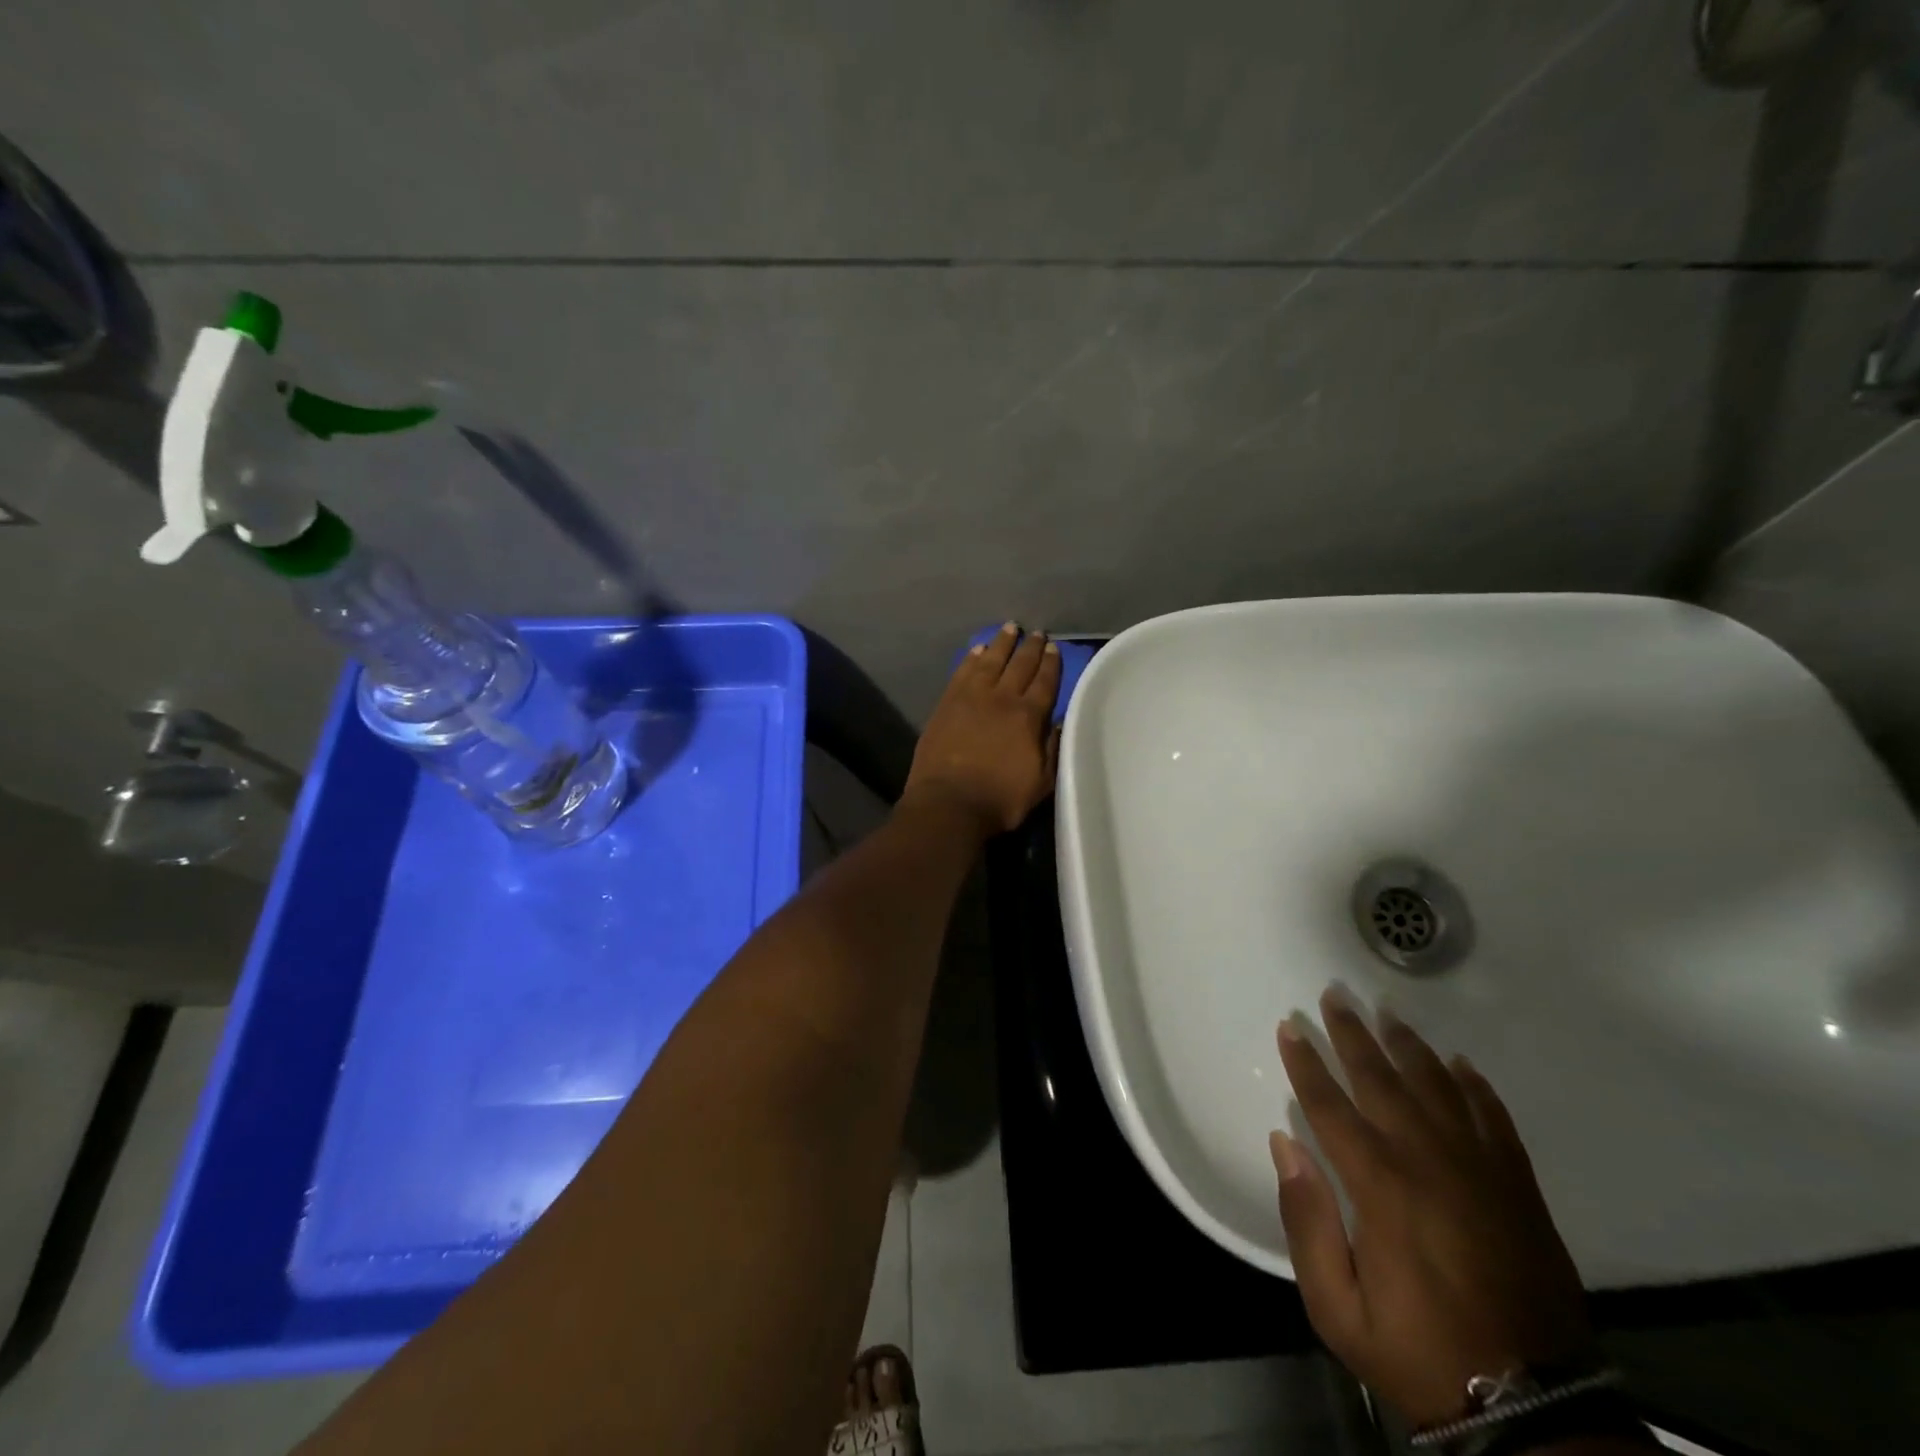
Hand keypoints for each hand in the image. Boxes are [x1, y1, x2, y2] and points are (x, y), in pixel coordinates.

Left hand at [901, 623, 1061, 838]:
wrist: (949, 803)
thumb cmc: (1000, 799)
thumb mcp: (1041, 783)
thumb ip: (1053, 750)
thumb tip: (1059, 723)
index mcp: (1028, 717)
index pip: (1044, 682)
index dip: (1051, 664)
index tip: (1054, 648)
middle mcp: (1002, 698)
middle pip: (1019, 665)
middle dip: (1030, 647)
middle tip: (1037, 634)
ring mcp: (971, 697)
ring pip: (990, 661)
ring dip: (1001, 643)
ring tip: (1010, 628)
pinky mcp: (946, 703)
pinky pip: (962, 672)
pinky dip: (972, 658)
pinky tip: (978, 650)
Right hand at [1272, 991, 1593, 1427]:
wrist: (1534, 1410)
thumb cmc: (1418, 1352)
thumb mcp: (1337, 1308)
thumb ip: (1306, 1221)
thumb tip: (1283, 1144)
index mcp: (1381, 1186)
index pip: (1331, 1107)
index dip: (1307, 1063)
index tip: (1290, 1027)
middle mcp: (1429, 1162)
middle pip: (1383, 1081)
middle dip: (1354, 1035)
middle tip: (1336, 995)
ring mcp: (1480, 1170)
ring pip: (1438, 1088)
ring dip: (1409, 1047)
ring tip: (1388, 1013)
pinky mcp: (1518, 1188)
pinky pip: (1494, 1119)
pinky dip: (1476, 1087)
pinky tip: (1459, 1064)